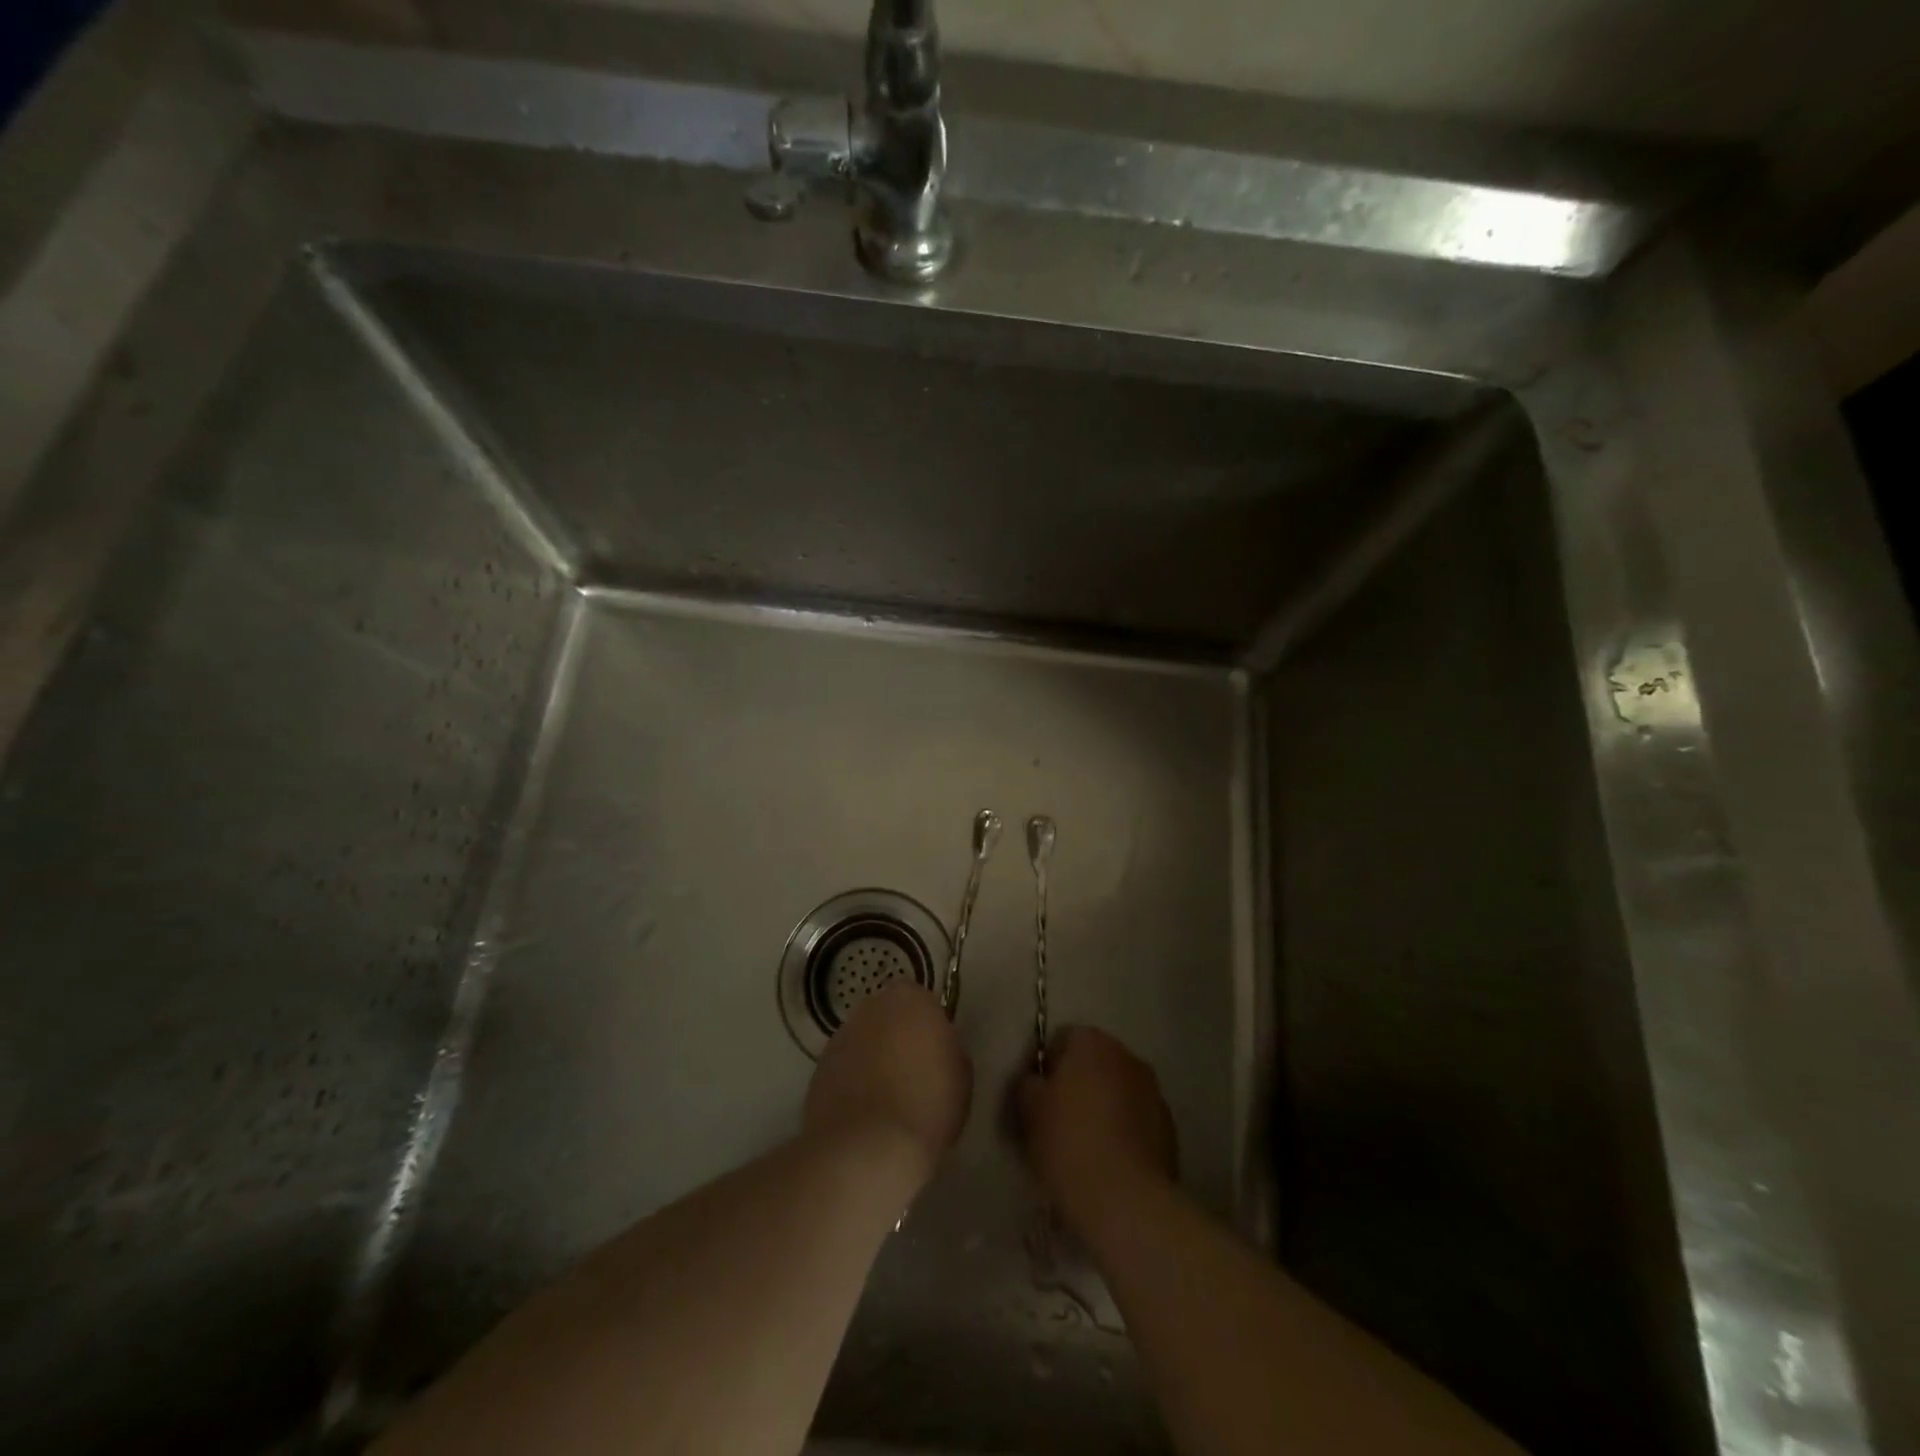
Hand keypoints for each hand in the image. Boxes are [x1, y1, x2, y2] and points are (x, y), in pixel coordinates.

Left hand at [804, 981, 971, 1183]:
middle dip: (897, 1037)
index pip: (921, 1000)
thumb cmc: (927, 1104)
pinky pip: (844, 1068)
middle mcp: (871, 1008)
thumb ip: (948, 1048)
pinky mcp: (819, 1068)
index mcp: (910, 999)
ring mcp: (840, 1036)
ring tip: (886, 1099)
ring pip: (863, 1041)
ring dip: (872, 1059)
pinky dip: (852, 1082)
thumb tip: (935, 1050)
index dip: (927, 1026)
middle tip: (912, 1073)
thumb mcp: (961, 1075)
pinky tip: (864, 1113)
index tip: (935, 1053)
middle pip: (888, 1016)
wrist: (868, 1148)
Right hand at [1018, 1026, 1177, 1236]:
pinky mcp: (1169, 1128)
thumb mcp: (1028, 1109)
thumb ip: (1029, 1083)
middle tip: (1059, 1121)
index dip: (1047, 1068)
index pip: (1063, 1040)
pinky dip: (1125, 1132)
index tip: (1038, 1099)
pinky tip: (1110, 1163)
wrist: (1125, 1200)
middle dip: (1079, 1085)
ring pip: (1118, 1091)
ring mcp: (1153, 1091)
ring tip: (1086, 1146)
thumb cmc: (1068, 1143)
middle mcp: (1127, 1056)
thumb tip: (1037, 1081)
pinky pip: (1137, 1120)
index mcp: (1092, 1042)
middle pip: (1094, 1063)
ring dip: (1104, 1107)